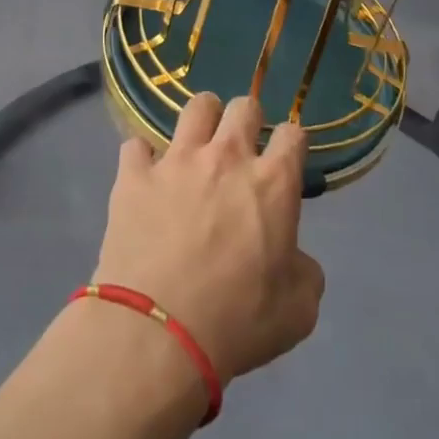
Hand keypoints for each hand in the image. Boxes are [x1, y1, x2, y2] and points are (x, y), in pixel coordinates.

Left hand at [94, 94, 324, 386]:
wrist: (158, 332)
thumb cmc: (237, 323)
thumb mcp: (298, 311)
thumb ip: (304, 271)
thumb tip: (293, 257)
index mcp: (272, 183)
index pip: (292, 134)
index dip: (291, 143)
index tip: (285, 159)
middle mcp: (226, 157)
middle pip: (244, 106)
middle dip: (248, 119)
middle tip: (241, 147)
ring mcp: (176, 160)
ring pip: (195, 108)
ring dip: (202, 119)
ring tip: (198, 143)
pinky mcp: (134, 174)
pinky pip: (136, 145)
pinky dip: (143, 159)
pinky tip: (145, 177)